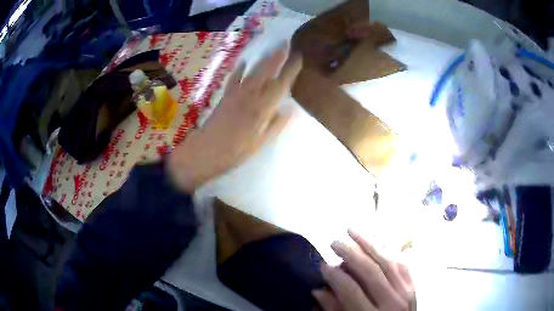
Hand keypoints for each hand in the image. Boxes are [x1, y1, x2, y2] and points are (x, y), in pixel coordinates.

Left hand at [168, 43, 302, 191]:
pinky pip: (234, 78)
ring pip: (253, 71)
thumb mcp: (260, 143)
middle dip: (277, 56)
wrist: (205, 151)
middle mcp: (251, 96)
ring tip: (272, 48)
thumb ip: (275, 125)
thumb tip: (289, 111)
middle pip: (266, 71)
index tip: (299, 56)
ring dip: (263, 58)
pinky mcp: (225, 96)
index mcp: (262, 108)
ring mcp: (236, 94)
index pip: (281, 84)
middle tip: (285, 42)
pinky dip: (240, 69)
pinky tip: (244, 61)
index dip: (290, 69)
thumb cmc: (235, 152)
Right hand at [313, 230, 415, 310]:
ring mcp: (407, 291)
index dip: (335, 276)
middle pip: (371, 272)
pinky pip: (401, 262)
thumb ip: (335, 310)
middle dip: (350, 254)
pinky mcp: (414, 285)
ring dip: (369, 243)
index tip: (323, 264)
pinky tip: (376, 241)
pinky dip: (387, 250)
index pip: (351, 291)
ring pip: (388, 261)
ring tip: (352, 231)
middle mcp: (392, 302)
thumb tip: (319, 290)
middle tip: (334, 242)